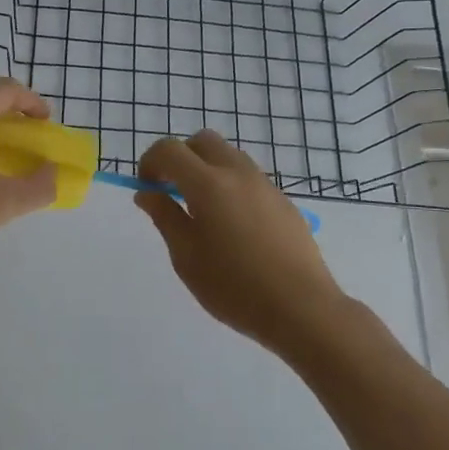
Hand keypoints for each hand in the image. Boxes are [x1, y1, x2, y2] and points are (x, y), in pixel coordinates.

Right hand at [135, 131, 346, 354]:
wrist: (301, 308)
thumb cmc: (233, 287)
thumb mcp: (186, 257)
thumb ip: (164, 217)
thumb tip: (148, 193)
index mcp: (208, 184)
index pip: (169, 150)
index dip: (150, 162)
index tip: (147, 189)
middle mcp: (237, 173)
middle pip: (202, 141)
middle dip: (181, 158)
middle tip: (173, 192)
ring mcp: (265, 185)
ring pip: (229, 156)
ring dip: (207, 169)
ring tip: (203, 210)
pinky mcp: (284, 201)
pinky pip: (249, 178)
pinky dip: (231, 186)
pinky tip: (234, 227)